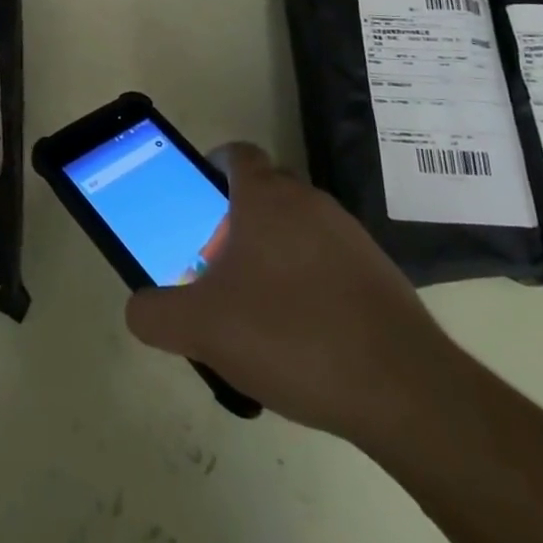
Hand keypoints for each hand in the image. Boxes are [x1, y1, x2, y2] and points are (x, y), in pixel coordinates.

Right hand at [124, 143, 458, 443]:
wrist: (402, 388)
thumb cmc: (290, 335)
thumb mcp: (202, 328)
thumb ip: (156, 314)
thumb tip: (139, 308)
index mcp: (264, 197)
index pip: (236, 154)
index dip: (213, 167)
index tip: (199, 200)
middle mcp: (308, 201)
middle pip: (265, 192)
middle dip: (238, 218)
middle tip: (219, 265)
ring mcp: (350, 234)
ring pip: (299, 226)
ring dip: (275, 251)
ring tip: (259, 308)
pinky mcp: (379, 272)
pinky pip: (330, 259)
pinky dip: (311, 280)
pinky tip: (304, 334)